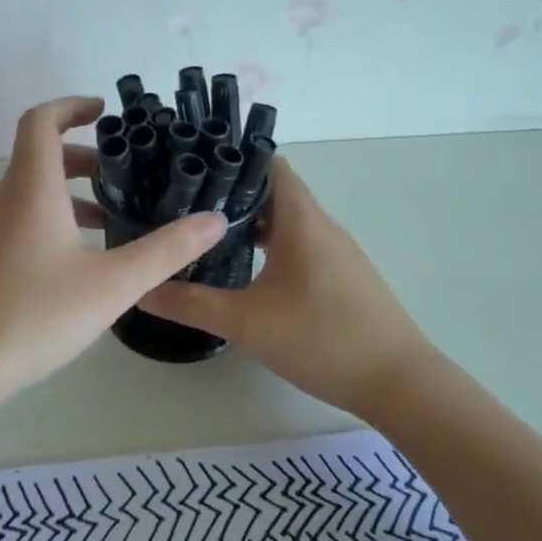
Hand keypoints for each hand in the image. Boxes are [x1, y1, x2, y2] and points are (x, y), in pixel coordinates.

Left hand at [0, 96, 226, 405]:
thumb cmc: (34, 316)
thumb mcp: (113, 285)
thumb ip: (167, 251)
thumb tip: (215, 220)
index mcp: (30, 192)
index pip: (40, 122)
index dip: (70, 106)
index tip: (102, 110)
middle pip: (37, 159)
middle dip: (81, 158)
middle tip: (120, 176)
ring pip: (26, 196)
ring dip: (65, 196)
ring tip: (106, 224)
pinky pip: (13, 225)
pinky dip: (45, 223)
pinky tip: (69, 269)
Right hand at [139, 157, 434, 415]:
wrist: (399, 382)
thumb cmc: (323, 339)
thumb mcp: (248, 323)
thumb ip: (192, 304)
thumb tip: (142, 290)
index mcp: (301, 220)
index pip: (269, 164)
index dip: (232, 158)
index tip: (192, 164)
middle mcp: (321, 226)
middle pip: (275, 191)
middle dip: (231, 193)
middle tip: (184, 202)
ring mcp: (336, 252)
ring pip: (288, 221)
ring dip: (252, 222)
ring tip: (206, 233)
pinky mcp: (342, 276)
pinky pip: (300, 244)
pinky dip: (271, 245)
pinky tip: (248, 270)